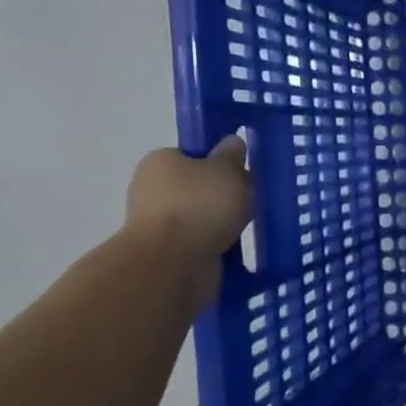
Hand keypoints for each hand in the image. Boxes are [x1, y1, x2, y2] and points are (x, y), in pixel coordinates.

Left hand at [124, 137, 254, 304]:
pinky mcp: (166, 253)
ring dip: (223, 224)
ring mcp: (157, 224)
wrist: (173, 263)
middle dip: (225, 196)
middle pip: (199, 187)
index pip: (194, 156)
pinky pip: (200, 243)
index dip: (221, 163)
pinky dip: (217, 246)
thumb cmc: (199, 205)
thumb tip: (232, 142)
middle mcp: (153, 190)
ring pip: (202, 217)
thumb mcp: (226, 169)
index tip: (244, 174)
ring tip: (248, 229)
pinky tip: (236, 250)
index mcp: (161, 162)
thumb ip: (232, 155)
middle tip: (252, 202)